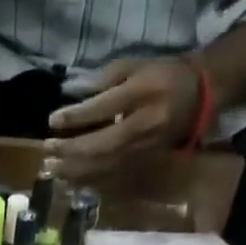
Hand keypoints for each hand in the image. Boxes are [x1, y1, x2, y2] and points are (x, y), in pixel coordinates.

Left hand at [44, 56, 202, 181]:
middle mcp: (144, 124)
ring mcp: (144, 148)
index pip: (103, 108)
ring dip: (75, 170)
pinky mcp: (144, 162)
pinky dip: (89, 179)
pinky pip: (113, 175)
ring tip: (51, 169)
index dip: (76, 117)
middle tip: (47, 150)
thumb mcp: (136, 64)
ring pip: (106, 165)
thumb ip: (105, 78)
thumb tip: (73, 97)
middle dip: (71, 150)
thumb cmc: (162, 75)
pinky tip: (70, 180)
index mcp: (143, 92)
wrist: (199, 96)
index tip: (52, 121)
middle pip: (101, 144)